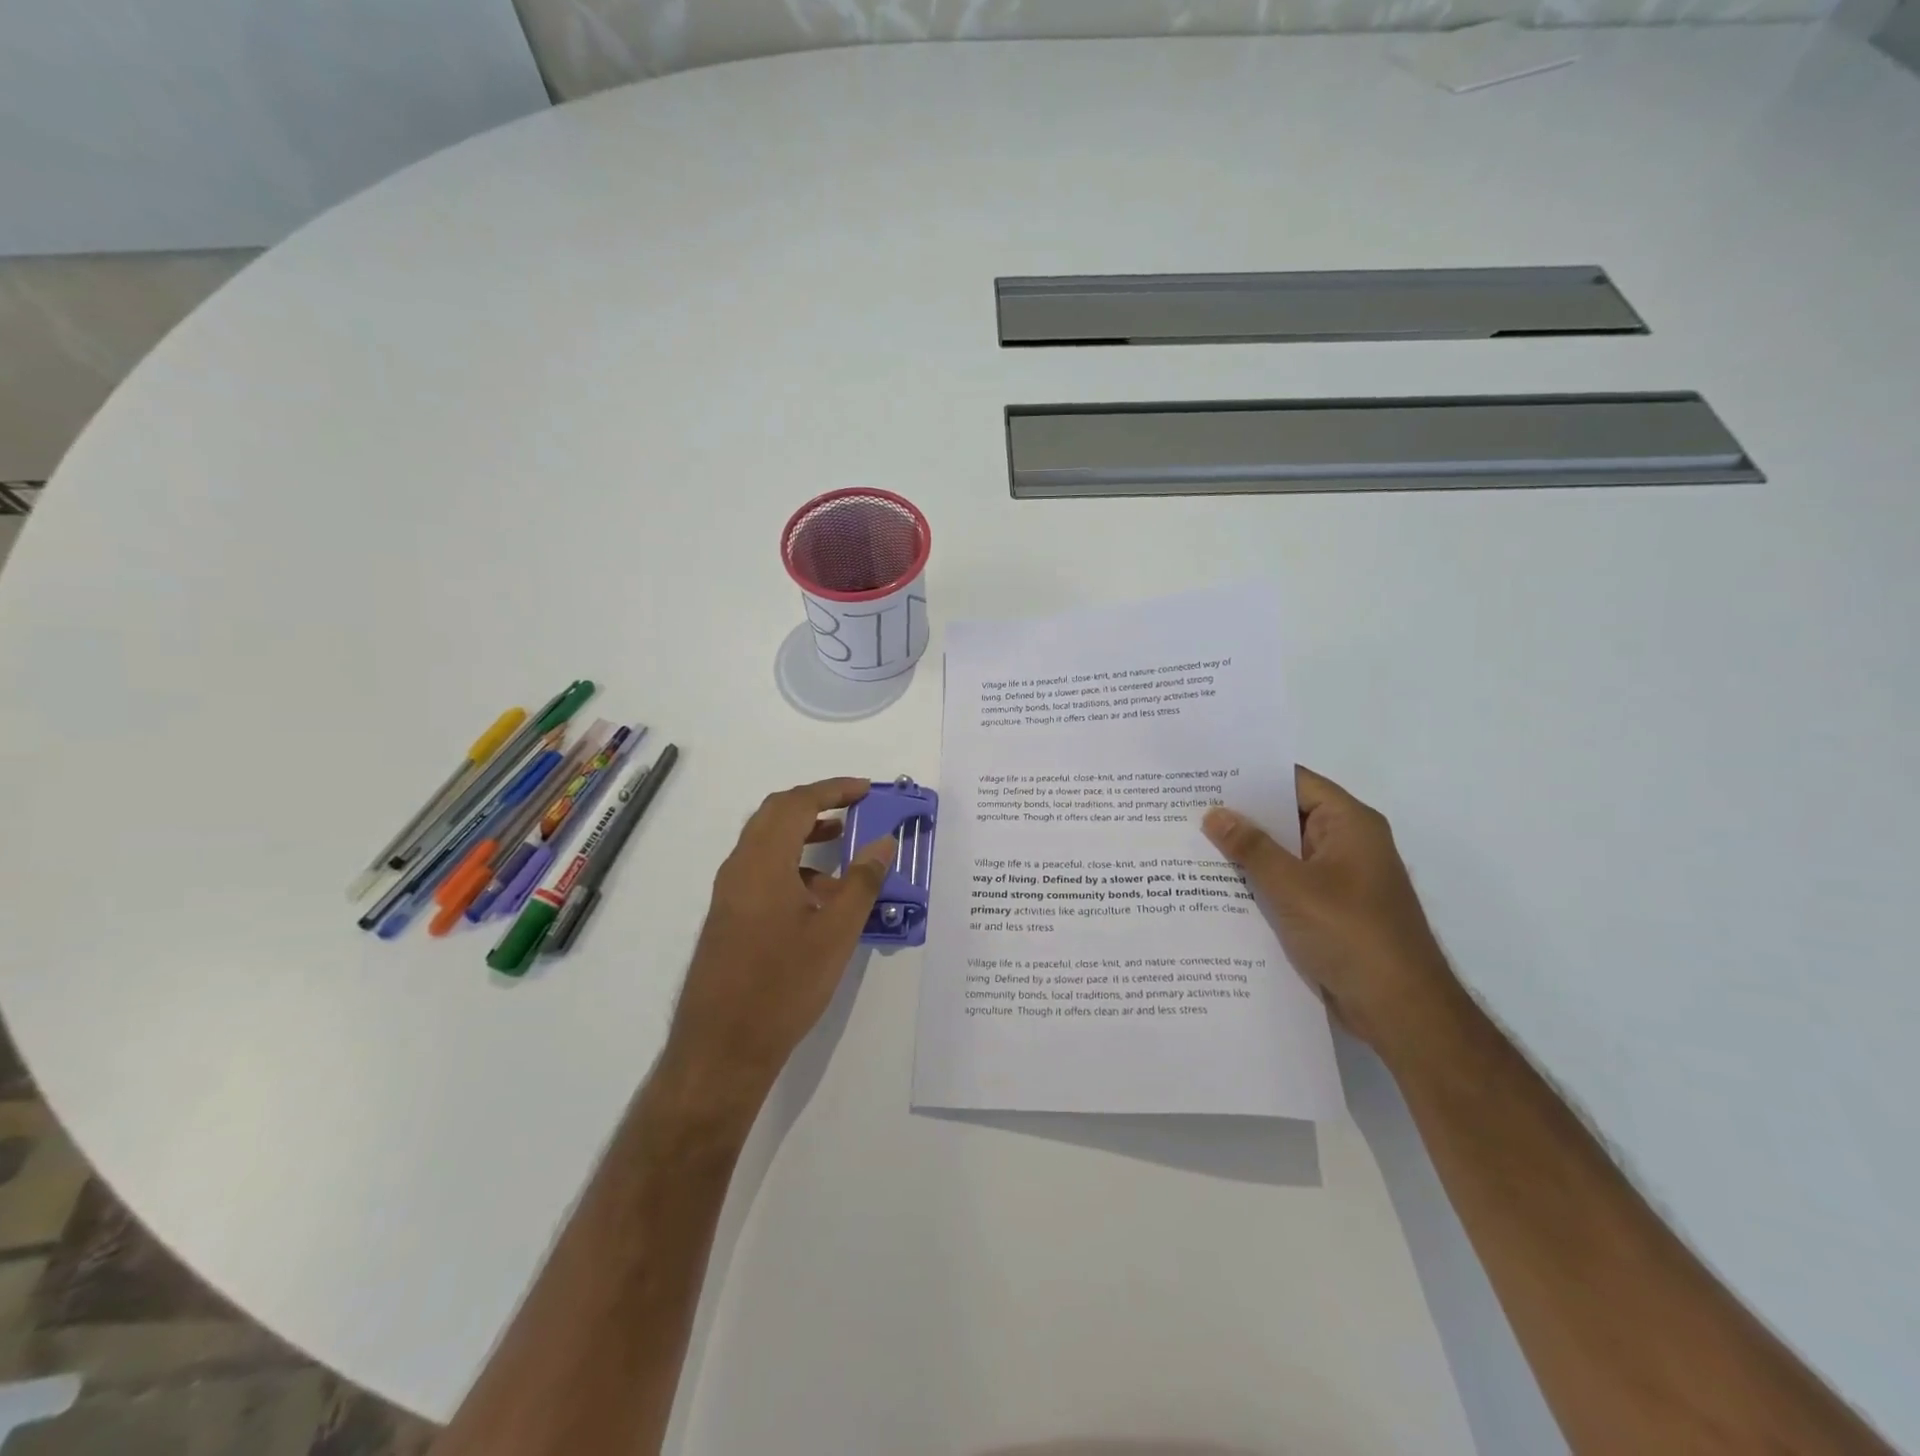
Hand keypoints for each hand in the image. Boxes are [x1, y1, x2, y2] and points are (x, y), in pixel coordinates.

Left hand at [656, 778, 894, 1128]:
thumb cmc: (783, 985)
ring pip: (766, 843)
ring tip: (842, 844)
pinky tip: (821, 896)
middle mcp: (739, 867)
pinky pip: (761, 871)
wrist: (722, 1048)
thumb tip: (883, 842)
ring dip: (803, 834)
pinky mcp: (728, 915)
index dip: (833, 789)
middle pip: (775, 814)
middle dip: (816, 803)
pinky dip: (792, 864)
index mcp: (762, 862)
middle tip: (853, 806)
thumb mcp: (835, 933)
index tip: (866, 790)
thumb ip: (862, 881)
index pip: (797, 804)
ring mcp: (729, 893)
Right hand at [1202, 766, 1465, 1055]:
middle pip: (1286, 816)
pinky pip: (1286, 884)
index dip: (1251, 775)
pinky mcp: (1328, 911)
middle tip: (1186, 807)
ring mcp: (1337, 879)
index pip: (1294, 782)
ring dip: (1245, 852)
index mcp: (1349, 824)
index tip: (1205, 774)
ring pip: (1283, 853)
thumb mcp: (1293, 886)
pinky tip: (1214, 886)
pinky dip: (1256, 882)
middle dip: (1240, 815)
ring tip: (1189, 841)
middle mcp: (1346, 844)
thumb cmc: (1352, 934)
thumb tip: (1214, 813)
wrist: (1400, 1010)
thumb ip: (1251, 847)